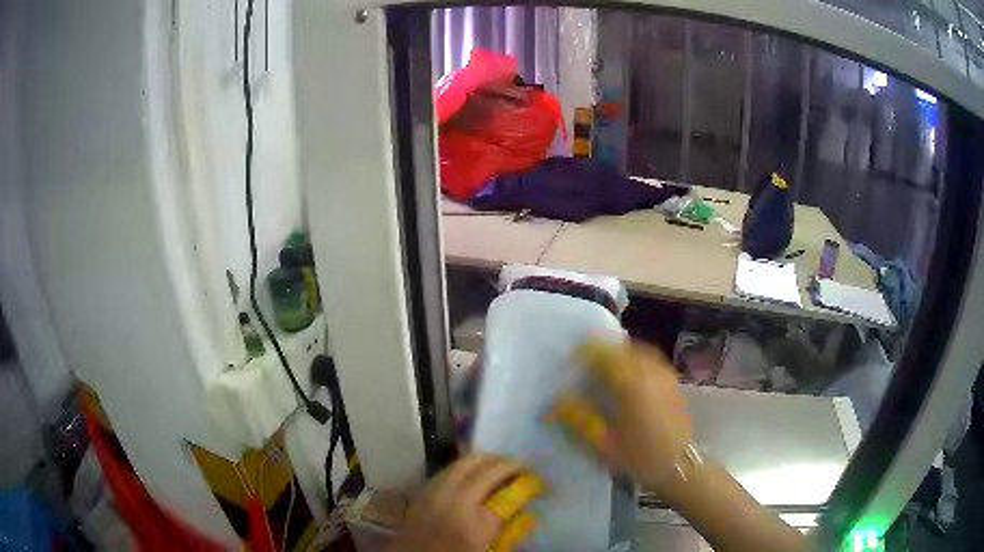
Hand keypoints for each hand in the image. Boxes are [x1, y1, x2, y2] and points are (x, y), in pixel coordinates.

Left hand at [387, 454, 542, 551]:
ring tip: (500, 463)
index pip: (510, 493)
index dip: (528, 483)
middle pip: (486, 470)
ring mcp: (434, 494)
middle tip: (523, 466)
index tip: (540, 481)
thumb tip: (525, 511)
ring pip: (463, 463)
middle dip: (508, 464)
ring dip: (485, 459)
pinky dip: (464, 465)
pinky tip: (472, 471)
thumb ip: (506, 530)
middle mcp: (454, 502)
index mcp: (476, 524)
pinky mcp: (421, 493)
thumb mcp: (487, 550)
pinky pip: (446, 470)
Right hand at [550, 339, 693, 500]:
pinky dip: (638, 359)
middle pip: (625, 349)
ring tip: (607, 364)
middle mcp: (651, 373)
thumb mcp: (605, 445)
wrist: (680, 467)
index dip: (588, 351)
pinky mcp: (674, 384)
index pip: (607, 356)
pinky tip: (630, 375)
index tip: (572, 356)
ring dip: (623, 352)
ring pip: (642, 352)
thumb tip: (558, 401)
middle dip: (605, 349)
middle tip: (587, 359)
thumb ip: (581, 419)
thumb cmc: (641, 458)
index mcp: (632, 385)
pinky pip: (653, 361)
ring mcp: (666, 377)